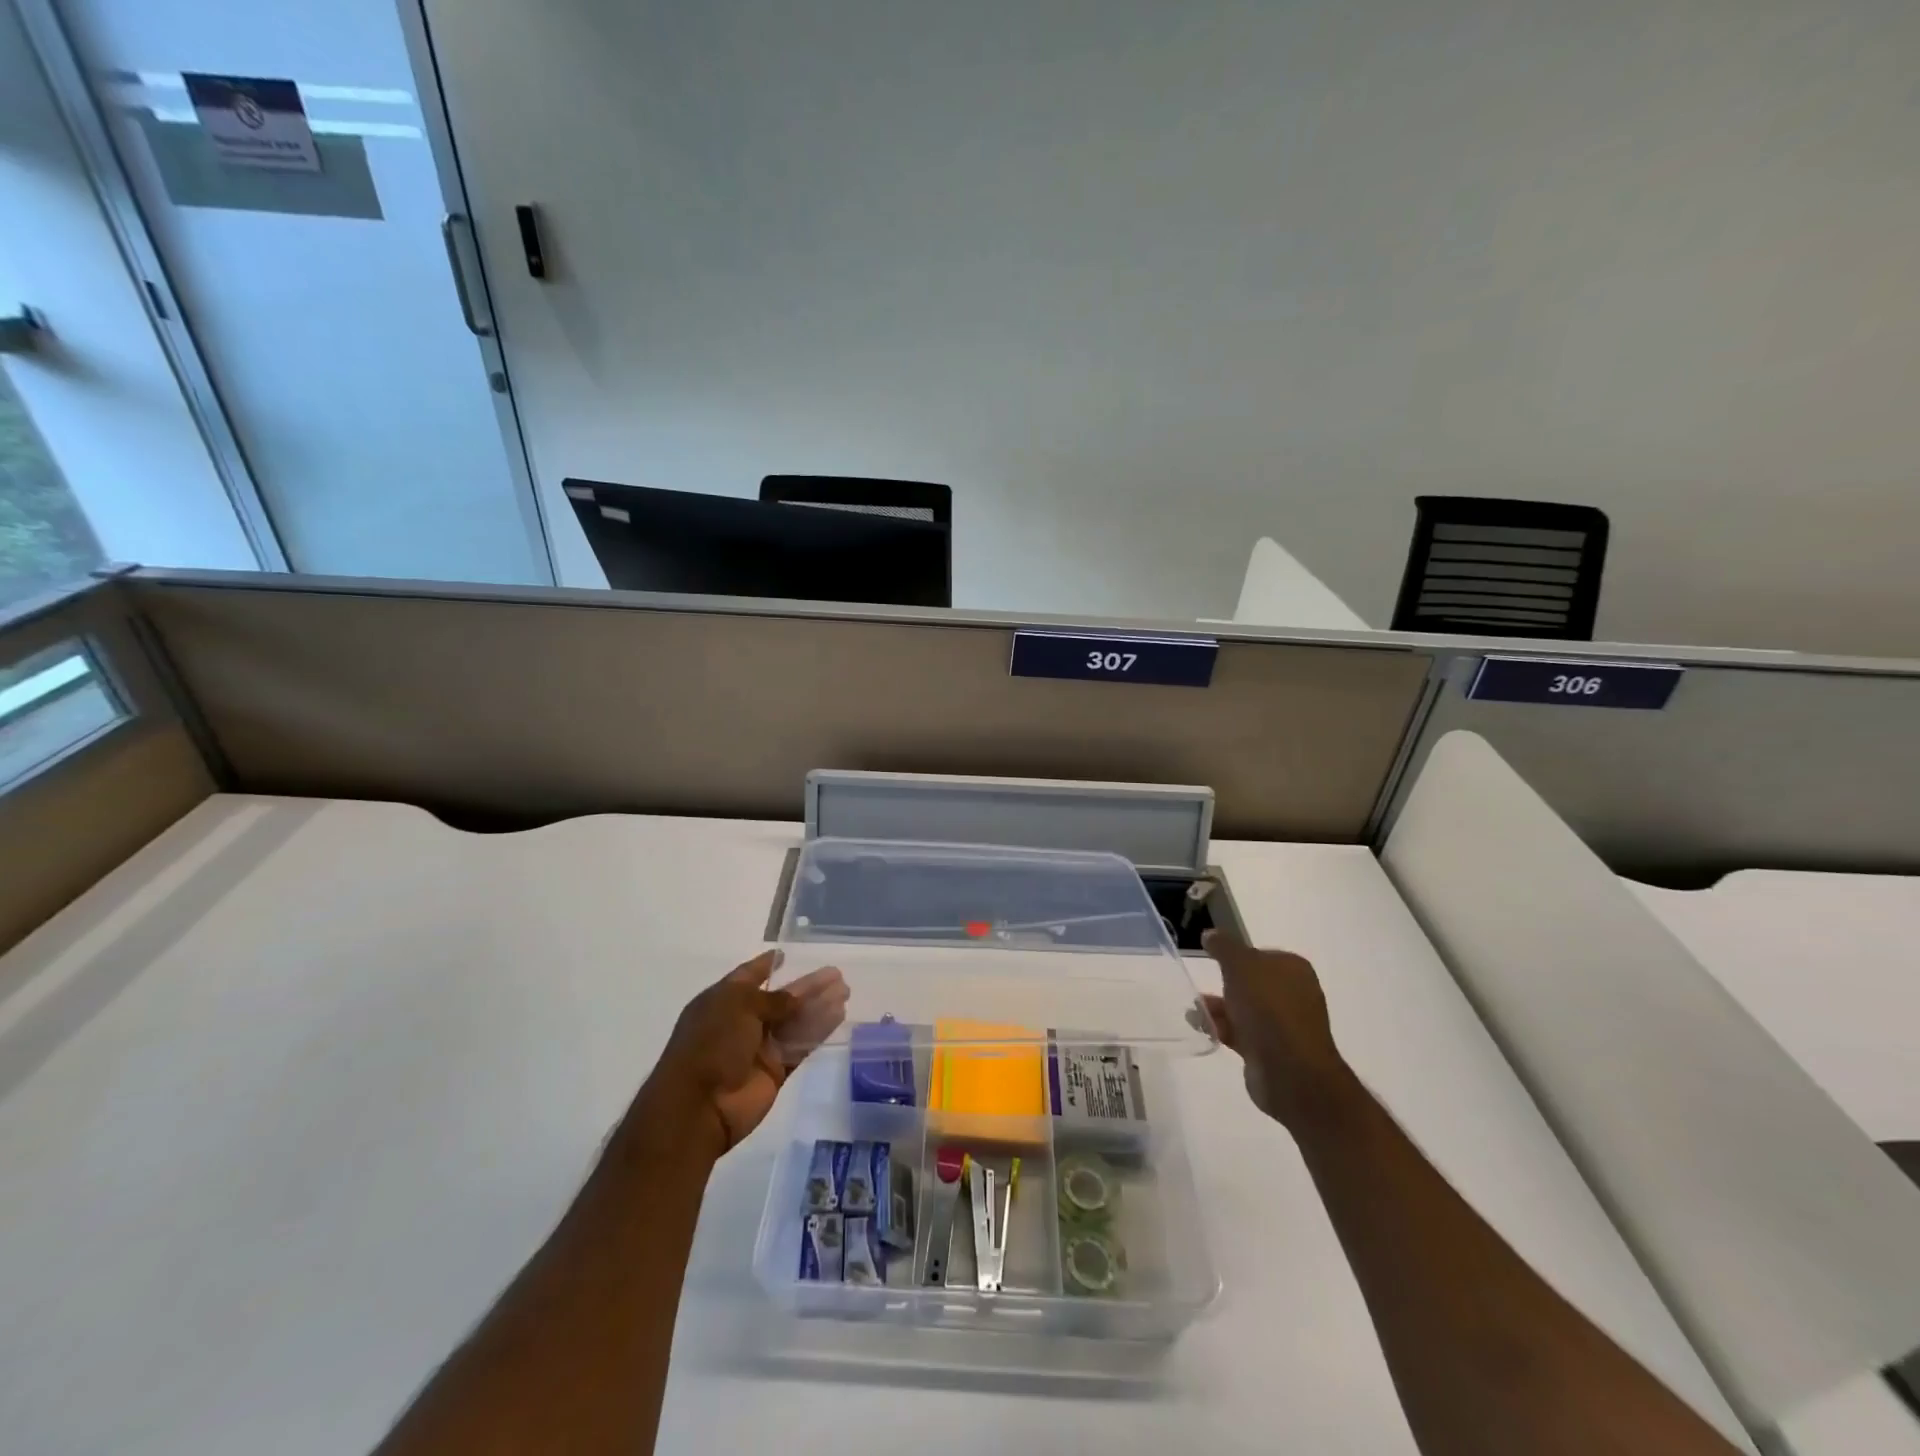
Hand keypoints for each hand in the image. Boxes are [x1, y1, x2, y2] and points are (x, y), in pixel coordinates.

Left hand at [634, 950, 848, 1159]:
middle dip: (806, 987)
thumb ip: (774, 1000)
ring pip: (794, 1021)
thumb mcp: (739, 1007)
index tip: (786, 954)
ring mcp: (758, 1048)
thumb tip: (796, 997)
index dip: (766, 965)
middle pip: (779, 999)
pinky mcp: (775, 1072)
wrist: (698, 1106)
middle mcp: (741, 1022)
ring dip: (818, 1006)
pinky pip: (800, 1046)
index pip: (747, 977)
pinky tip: (838, 1015)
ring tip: (845, 991)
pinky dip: (818, 1031)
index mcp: (722, 1002)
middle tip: (835, 975)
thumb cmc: (711, 1044)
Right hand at [1198, 930, 1350, 1129]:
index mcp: (1293, 969)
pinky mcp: (1271, 1051)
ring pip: (1245, 1009)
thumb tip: (1211, 934)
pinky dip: (1222, 1028)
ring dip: (1219, 1008)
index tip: (1213, 961)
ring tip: (1193, 1010)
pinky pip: (1241, 1033)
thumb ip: (1224, 947)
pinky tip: (1202, 1028)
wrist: (1290, 1071)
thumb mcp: (1240, 965)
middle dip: (1224, 984)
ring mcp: (1284, 1025)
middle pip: (1251, 983)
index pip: (1261, 955)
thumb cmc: (1268, 1007)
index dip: (1236, 956)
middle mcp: (1293, 994)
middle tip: (1201, 984)